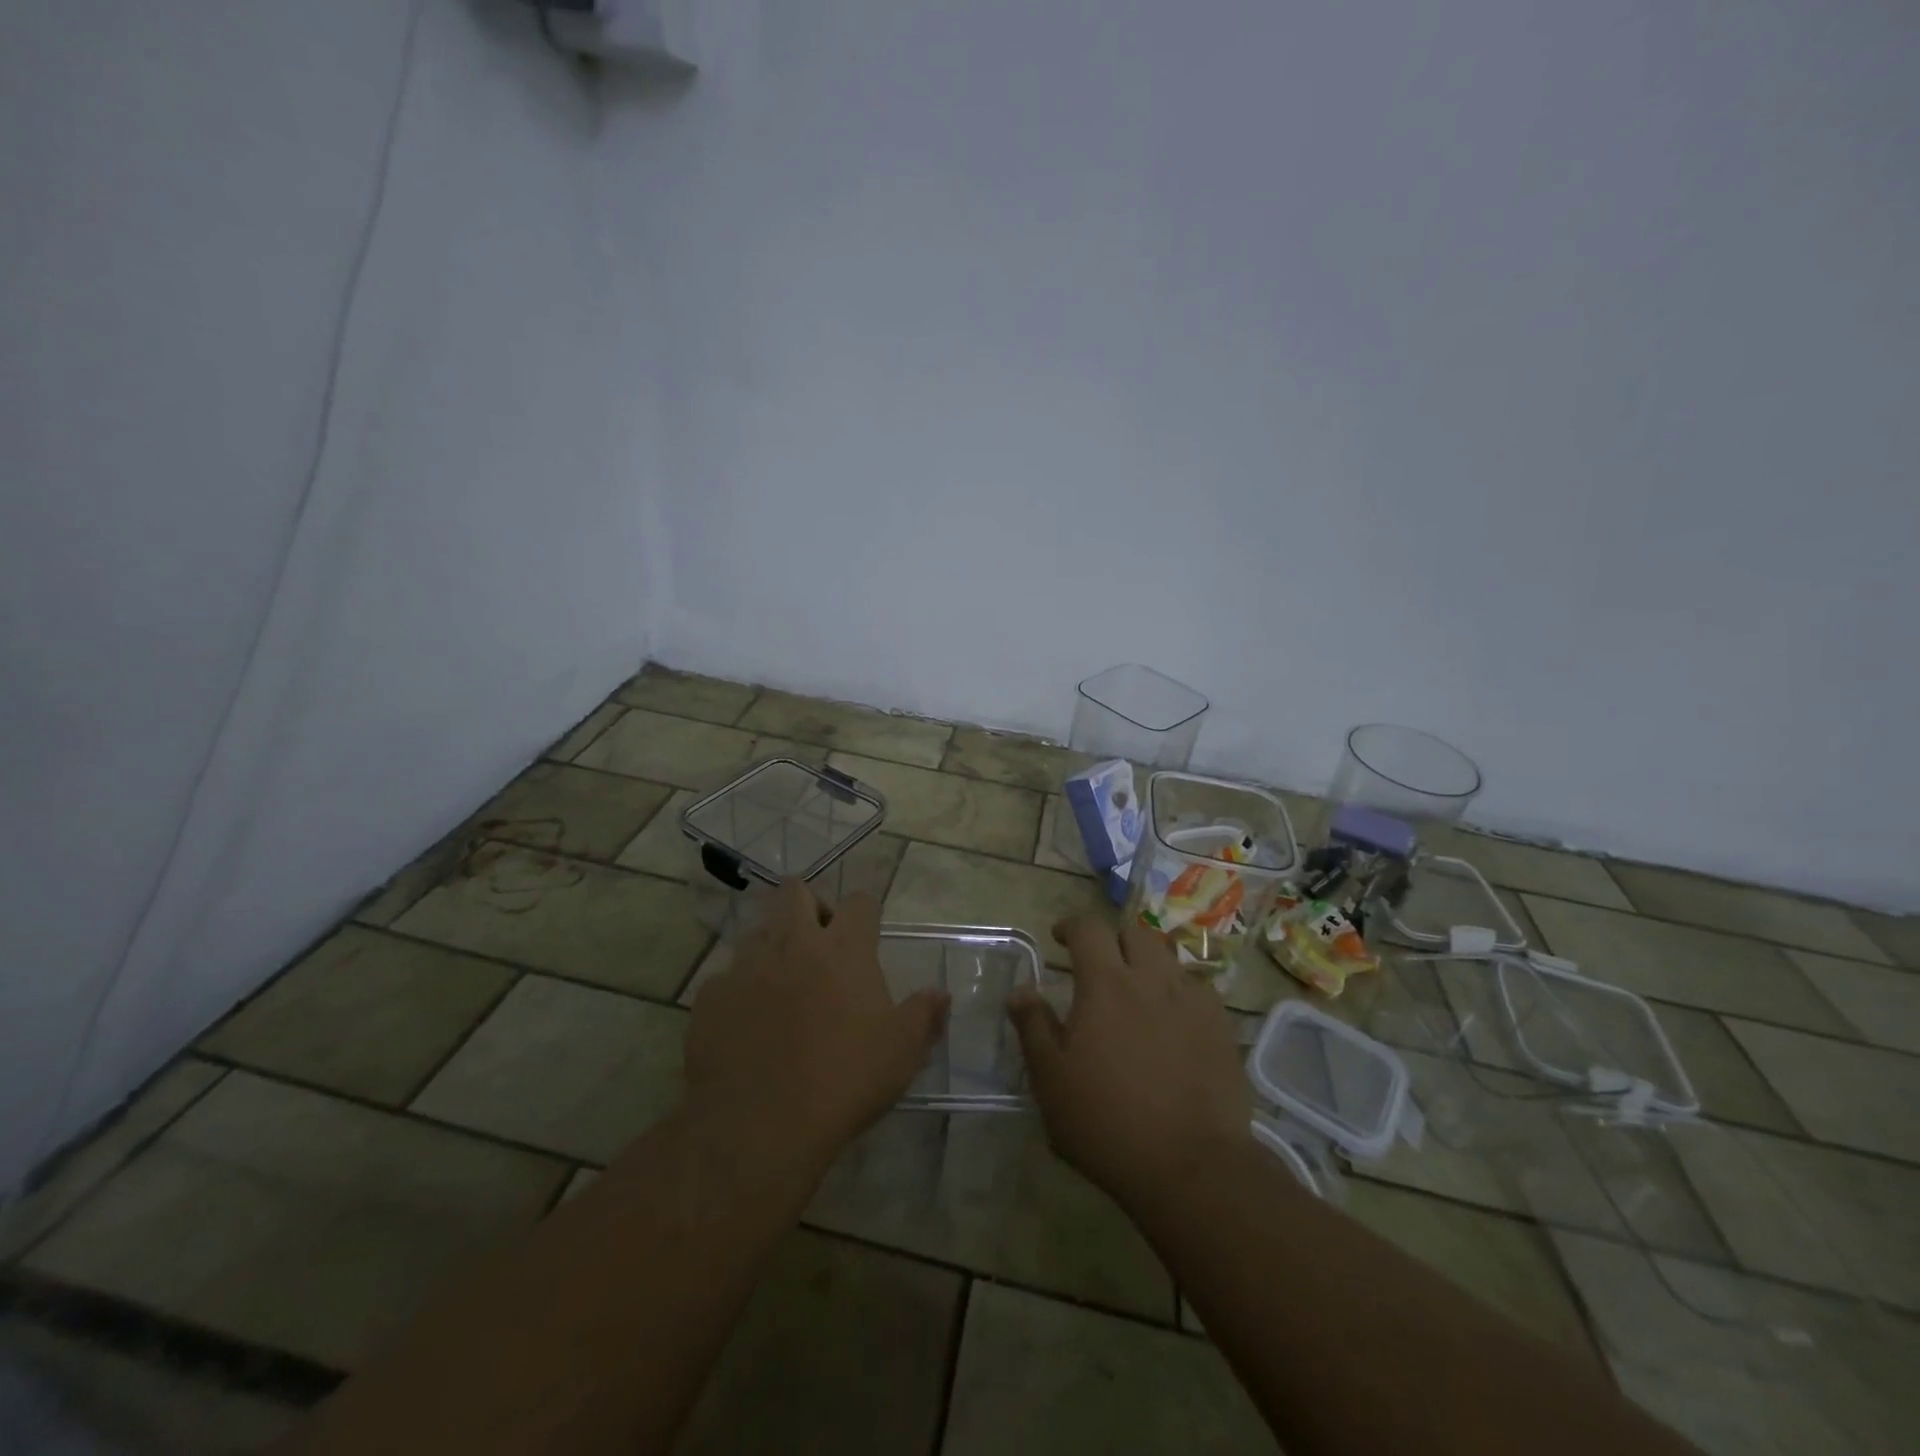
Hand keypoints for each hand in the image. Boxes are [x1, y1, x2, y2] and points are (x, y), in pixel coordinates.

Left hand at [684, 881, 947, 1177]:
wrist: (759, 1124)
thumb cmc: (844, 1080)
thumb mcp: (902, 1052)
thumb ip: (924, 1015)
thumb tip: (940, 994)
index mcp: (843, 949)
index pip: (859, 901)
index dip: (864, 912)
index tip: (866, 933)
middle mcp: (793, 943)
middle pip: (795, 891)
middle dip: (808, 906)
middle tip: (818, 943)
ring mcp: (746, 967)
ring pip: (757, 931)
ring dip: (772, 947)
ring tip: (781, 986)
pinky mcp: (711, 997)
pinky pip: (725, 979)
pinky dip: (738, 991)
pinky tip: (747, 1025)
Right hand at [1008, 916, 1252, 1208]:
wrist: (1192, 1167)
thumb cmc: (1107, 1122)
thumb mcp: (1051, 1080)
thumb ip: (1033, 1027)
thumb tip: (1020, 990)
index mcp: (1105, 984)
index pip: (1088, 929)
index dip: (1071, 926)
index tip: (1060, 938)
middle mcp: (1151, 980)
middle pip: (1134, 934)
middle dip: (1113, 940)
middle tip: (1099, 965)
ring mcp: (1192, 1001)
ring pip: (1169, 958)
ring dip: (1147, 963)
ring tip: (1137, 991)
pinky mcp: (1221, 1028)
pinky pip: (1198, 990)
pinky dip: (1179, 992)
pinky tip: (1173, 1020)